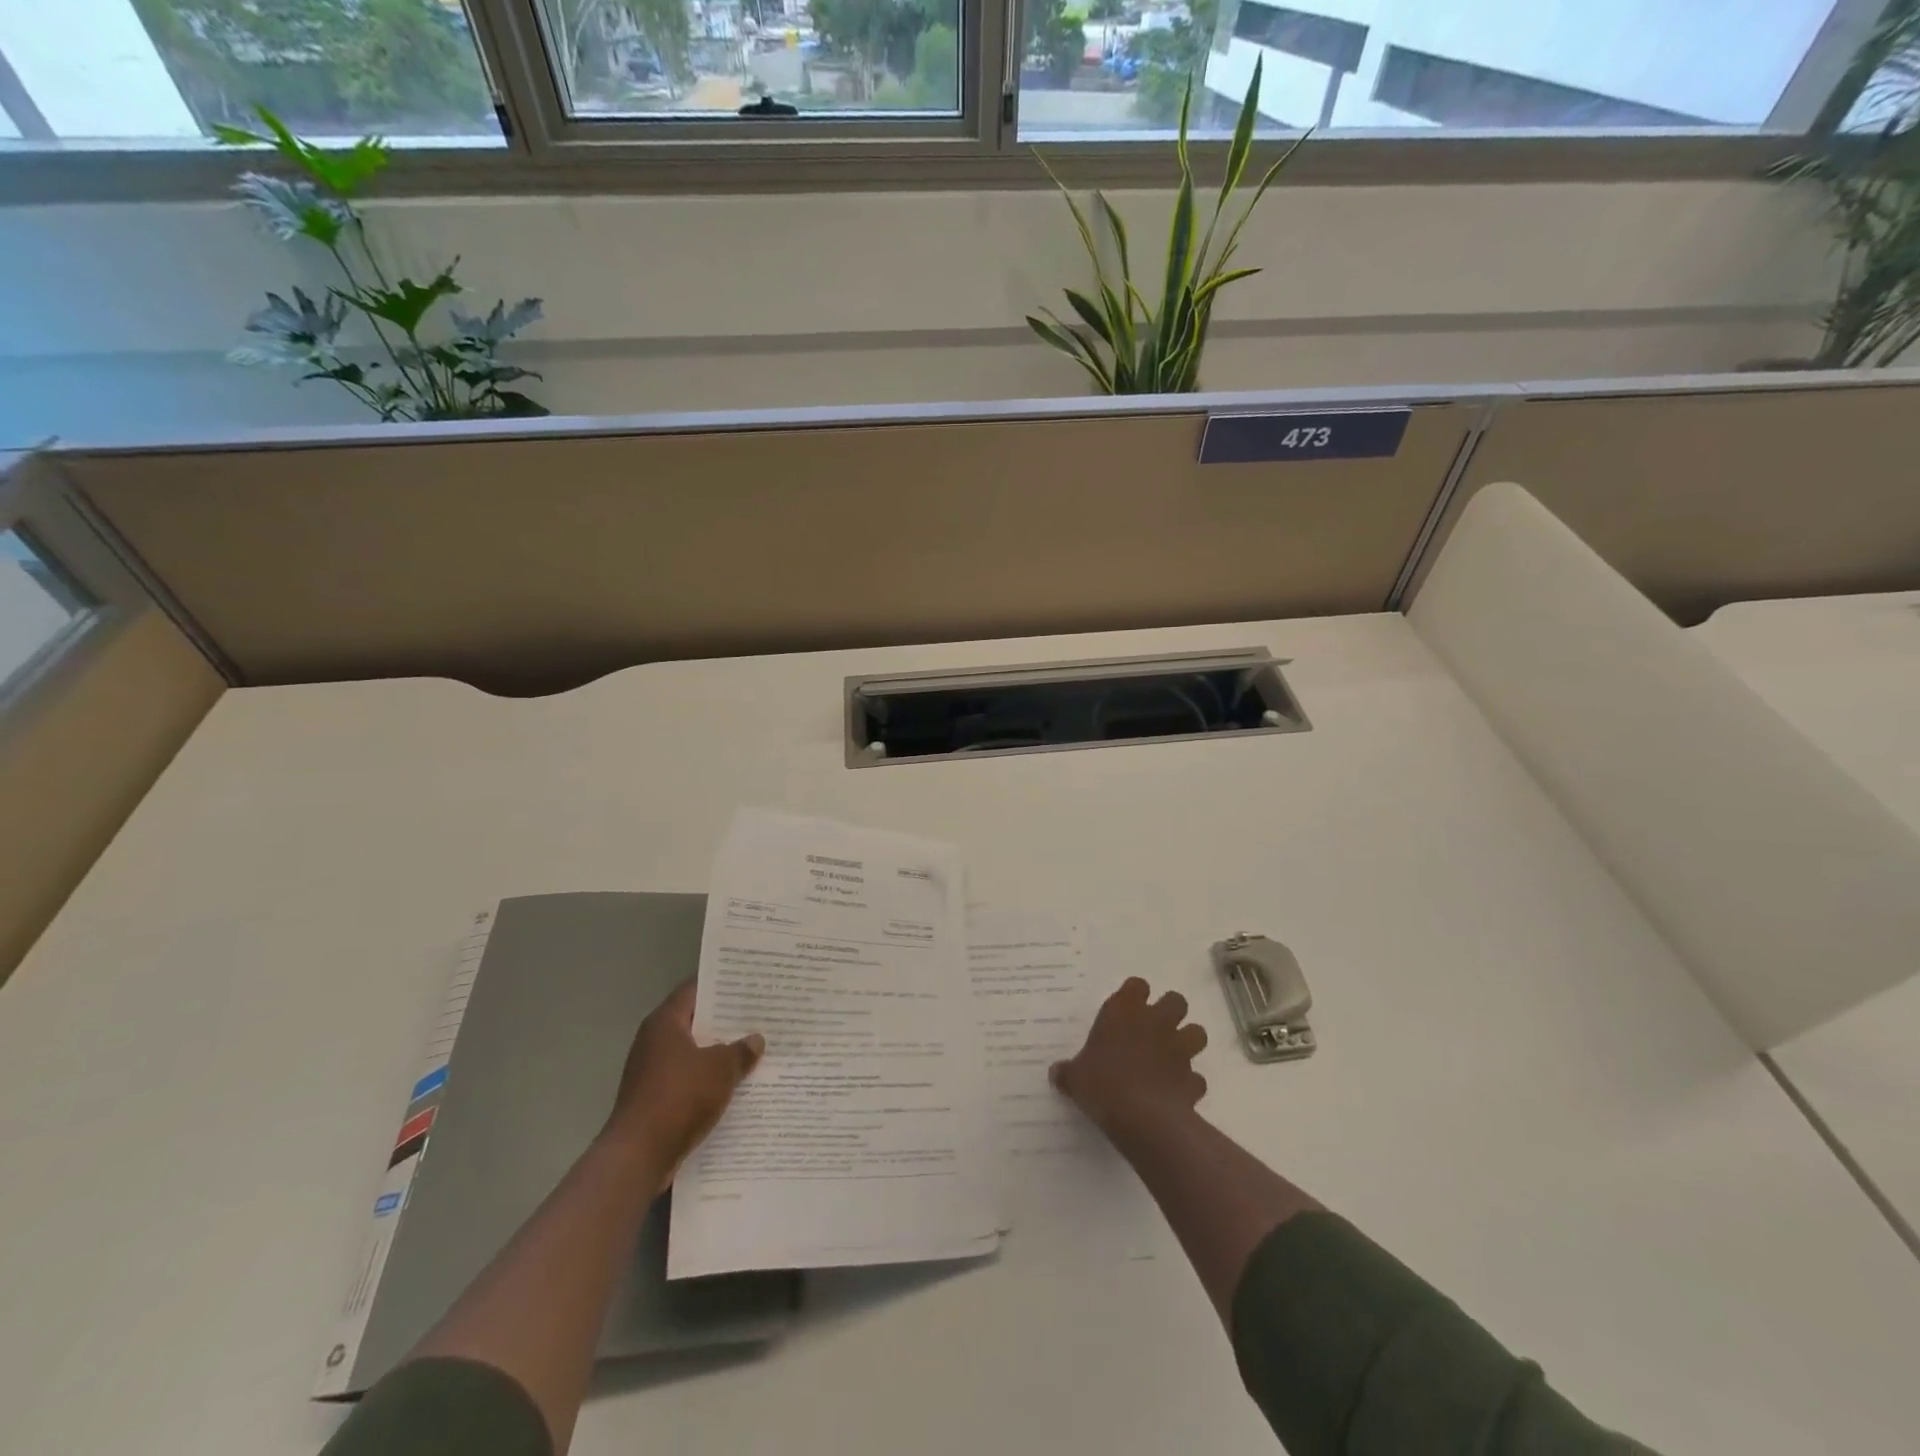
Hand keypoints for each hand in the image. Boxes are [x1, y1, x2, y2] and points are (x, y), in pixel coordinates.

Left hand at [601, 979, 763, 1187]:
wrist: (638, 1156)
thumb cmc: (679, 1097)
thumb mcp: (720, 1068)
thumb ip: (741, 1051)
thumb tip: (755, 1040)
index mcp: (665, 1023)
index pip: (694, 990)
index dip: (721, 986)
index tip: (747, 984)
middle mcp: (654, 1042)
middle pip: (695, 1023)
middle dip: (725, 1022)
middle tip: (760, 1016)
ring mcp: (652, 1072)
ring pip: (693, 1054)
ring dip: (719, 1054)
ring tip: (755, 1049)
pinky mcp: (655, 1100)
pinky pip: (689, 1081)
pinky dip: (709, 1081)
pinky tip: (736, 1085)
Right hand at [1051, 977, 1207, 1139]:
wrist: (1141, 1117)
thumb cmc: (1101, 1084)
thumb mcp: (1075, 1078)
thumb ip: (1068, 1071)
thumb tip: (1056, 1072)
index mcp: (1124, 1011)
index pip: (1137, 985)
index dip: (1135, 996)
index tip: (1127, 1010)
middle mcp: (1156, 1022)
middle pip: (1176, 1000)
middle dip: (1170, 1012)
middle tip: (1155, 1029)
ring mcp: (1179, 1049)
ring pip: (1197, 1032)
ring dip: (1188, 1042)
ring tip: (1172, 1057)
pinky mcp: (1193, 1079)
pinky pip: (1196, 1077)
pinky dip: (1189, 1083)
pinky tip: (1176, 1093)